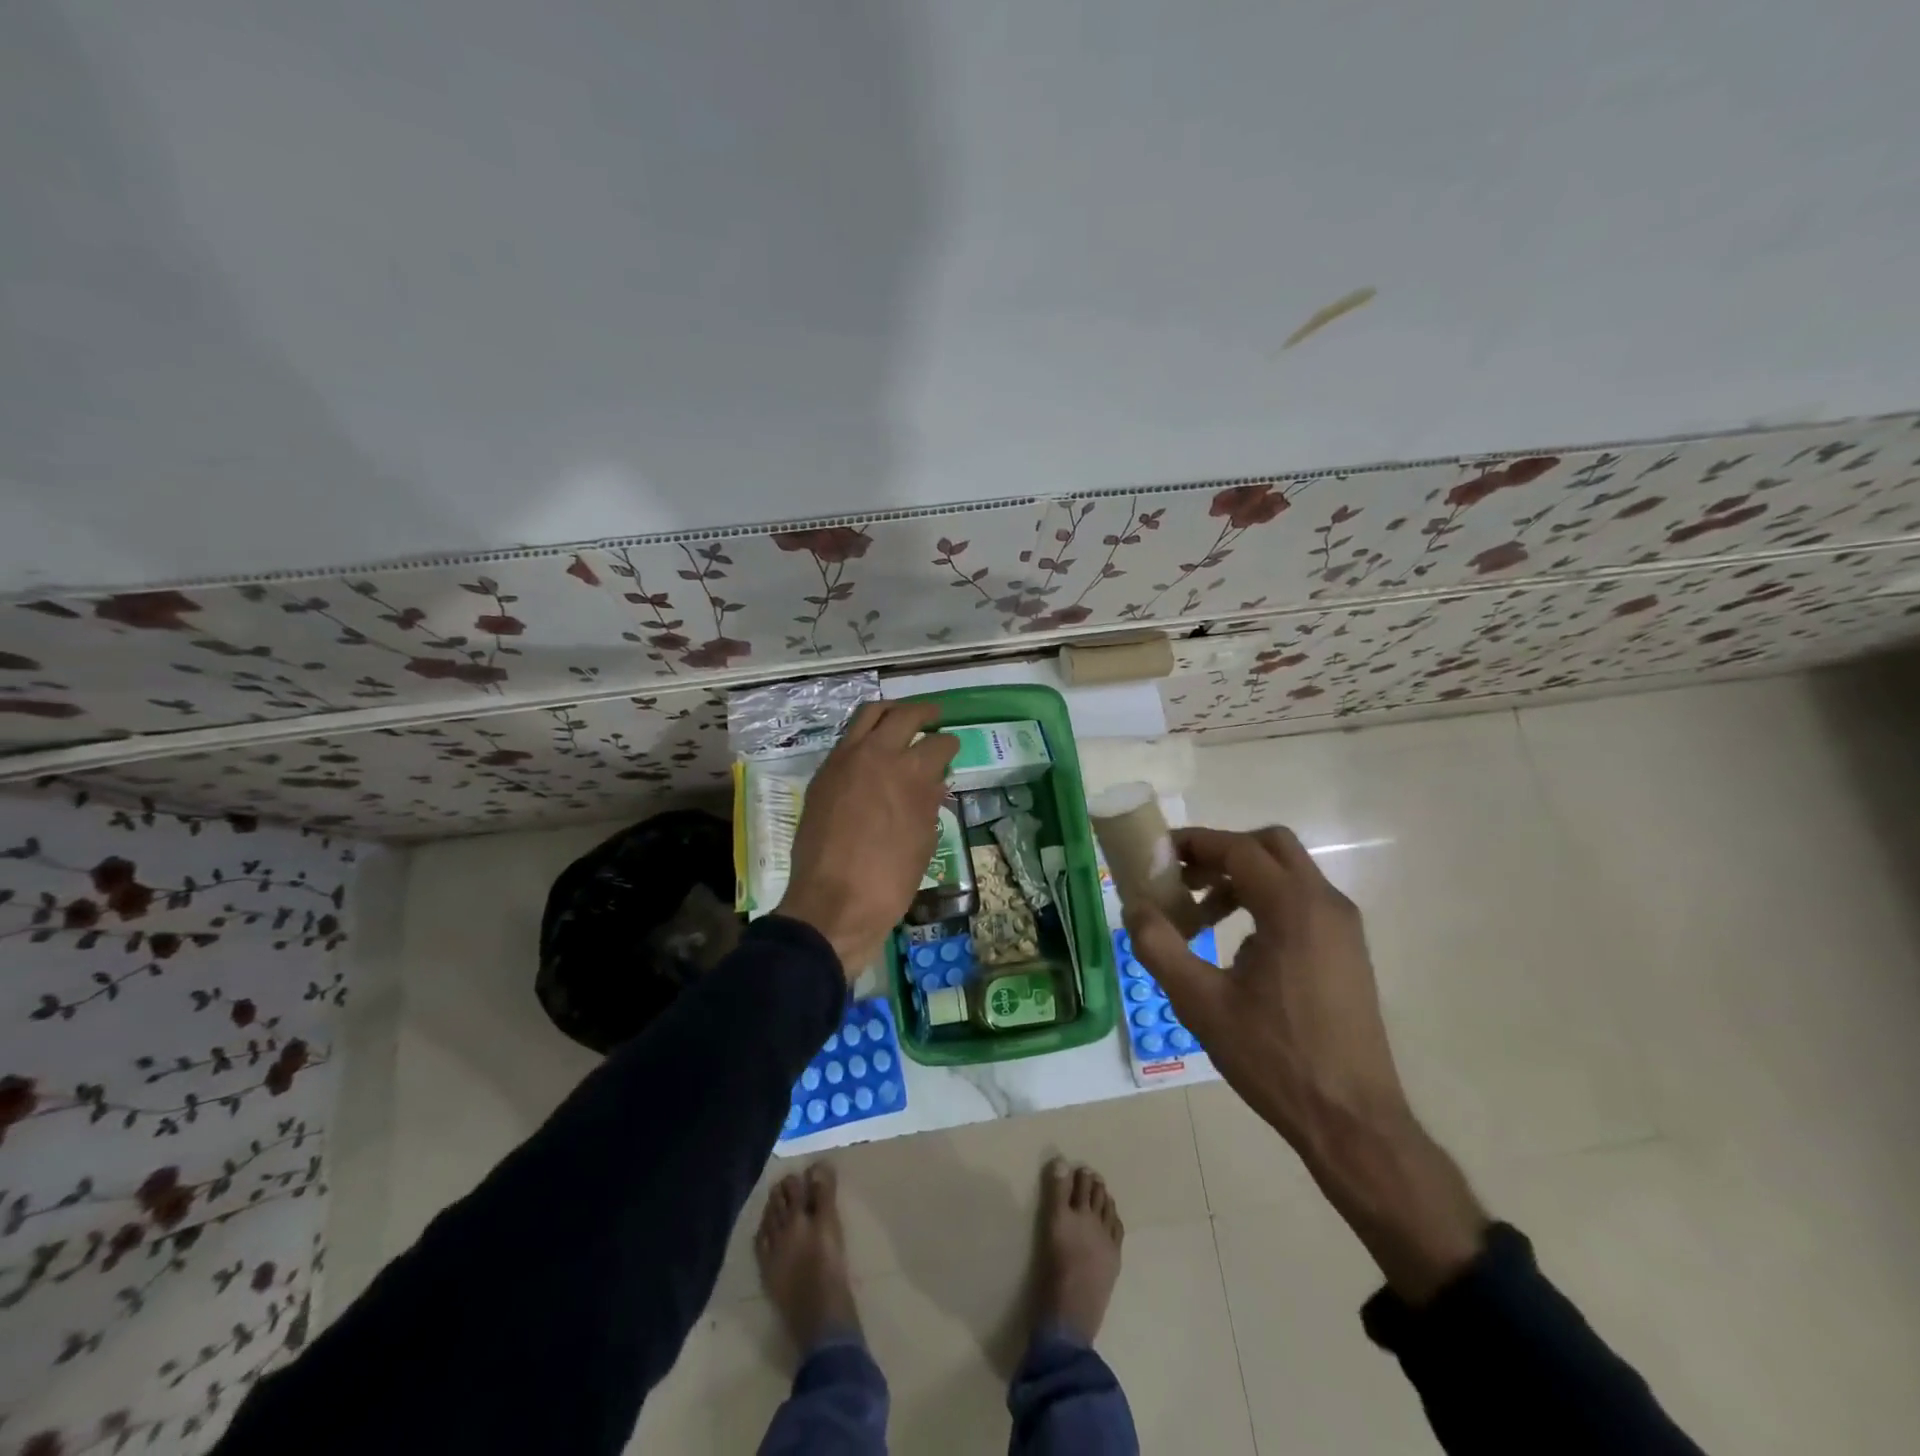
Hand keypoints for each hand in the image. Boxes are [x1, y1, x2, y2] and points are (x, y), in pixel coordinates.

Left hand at [777, 700, 958, 979]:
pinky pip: (847, 739)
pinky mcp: (824, 773)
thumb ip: (929, 804)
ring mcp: (845, 760)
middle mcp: (877, 755)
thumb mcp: (924, 842)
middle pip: (904, 715)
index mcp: (911, 773)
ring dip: (890, 712)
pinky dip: (865, 735)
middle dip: (924, 713)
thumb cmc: (890, 880)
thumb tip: (934, 783)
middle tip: (933, 716)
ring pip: (869, 715)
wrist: (833, 903)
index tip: (951, 748)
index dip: (949, 745)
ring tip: (901, 718)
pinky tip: (873, 749)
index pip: (938, 745)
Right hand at [1125, 825, 1486, 1300]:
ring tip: (1200, 915)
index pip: (1239, 849)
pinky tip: (1237, 943)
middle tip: (1183, 877)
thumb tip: (1134, 906)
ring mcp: (1343, 927)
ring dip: (1242, 878)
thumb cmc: (1274, 1057)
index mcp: (1293, 908)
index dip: (1195, 843)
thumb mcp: (1200, 1002)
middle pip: (1269, 846)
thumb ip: (1159, 946)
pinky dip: (1265, 901)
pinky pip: (1302, 901)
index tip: (1159, 854)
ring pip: (1288, 873)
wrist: (1351, 1119)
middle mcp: (1325, 904)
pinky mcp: (1347, 950)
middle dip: (1221, 853)